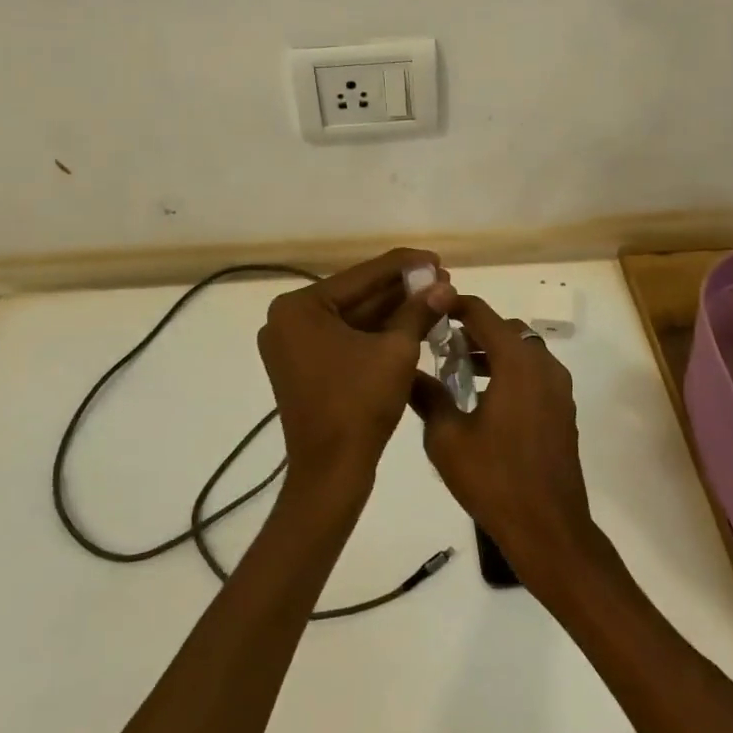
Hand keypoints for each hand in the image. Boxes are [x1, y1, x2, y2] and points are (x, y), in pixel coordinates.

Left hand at [258, 249, 455, 497]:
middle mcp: (288, 319)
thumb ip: (418, 311)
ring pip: (353, 317)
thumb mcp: (396, 350)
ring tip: (435, 297)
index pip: (362, 275)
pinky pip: (345, 338)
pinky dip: (376, 332)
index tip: (438, 259)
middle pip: (356, 295)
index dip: (405, 265)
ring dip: (393, 310)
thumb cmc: (359, 404)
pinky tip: (412, 321)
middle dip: (401, 289)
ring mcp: (293, 344)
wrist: (331, 472)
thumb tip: (444, 285)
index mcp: (299, 307)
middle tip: (442, 279)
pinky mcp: (304, 366)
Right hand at [412, 295, 596, 575]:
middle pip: (505, 329)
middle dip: (473, 330)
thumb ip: (426, 396)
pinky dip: (509, 371)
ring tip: (457, 370)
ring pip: (522, 351)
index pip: (482, 314)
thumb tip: (406, 372)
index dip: (454, 306)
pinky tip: (484, 398)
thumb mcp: (446, 438)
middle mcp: (543, 365)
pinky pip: (534, 373)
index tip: (430, 310)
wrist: (549, 529)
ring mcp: (558, 387)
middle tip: (440, 343)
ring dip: (492, 352)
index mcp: (517, 362)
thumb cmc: (494, 479)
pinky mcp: (563, 409)